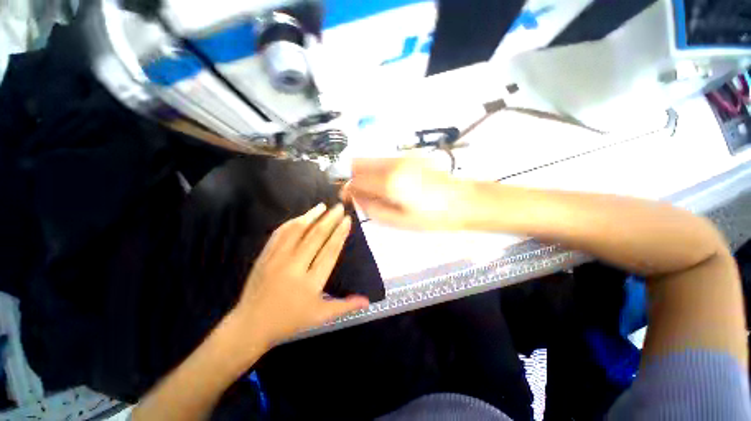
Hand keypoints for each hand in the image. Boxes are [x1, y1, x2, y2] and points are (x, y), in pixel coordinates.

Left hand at [230, 203, 369, 348]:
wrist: (250, 325)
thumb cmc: (289, 321)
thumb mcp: (320, 317)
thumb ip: (345, 306)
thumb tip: (368, 301)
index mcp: (311, 282)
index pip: (330, 251)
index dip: (340, 234)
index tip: (347, 220)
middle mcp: (295, 266)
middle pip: (316, 237)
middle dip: (329, 220)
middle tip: (339, 207)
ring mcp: (277, 259)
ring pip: (297, 231)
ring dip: (311, 216)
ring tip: (322, 206)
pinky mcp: (264, 256)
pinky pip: (279, 234)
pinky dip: (291, 223)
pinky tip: (300, 217)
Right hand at [342, 158, 469, 229]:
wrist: (463, 201)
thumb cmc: (431, 217)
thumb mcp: (399, 221)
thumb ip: (372, 209)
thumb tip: (356, 198)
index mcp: (389, 182)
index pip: (355, 180)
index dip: (347, 189)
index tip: (347, 198)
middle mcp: (392, 164)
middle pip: (359, 163)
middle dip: (353, 177)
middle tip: (361, 194)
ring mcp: (401, 157)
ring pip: (371, 160)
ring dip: (366, 173)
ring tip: (378, 191)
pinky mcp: (410, 155)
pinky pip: (384, 160)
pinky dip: (379, 170)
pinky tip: (392, 184)